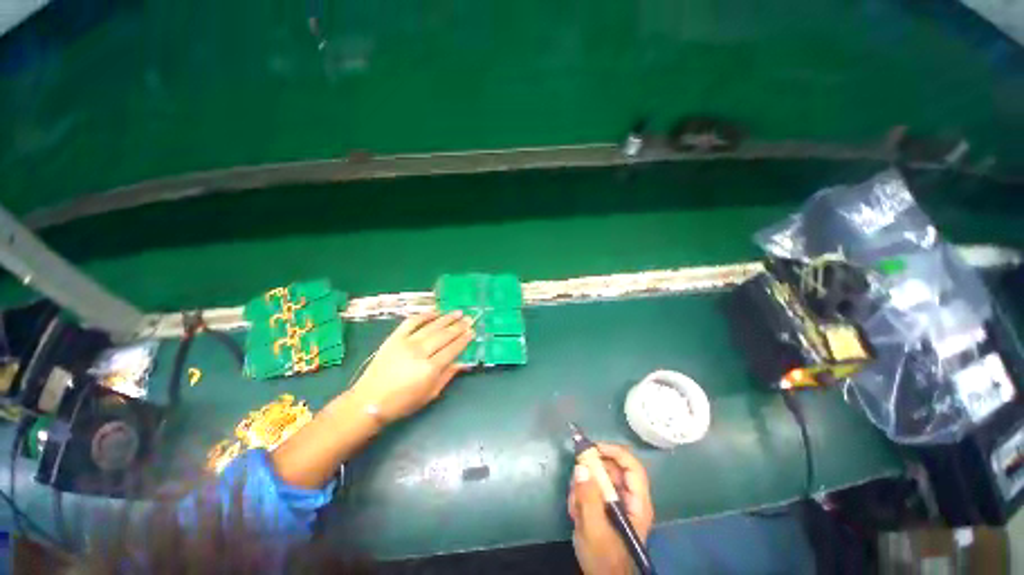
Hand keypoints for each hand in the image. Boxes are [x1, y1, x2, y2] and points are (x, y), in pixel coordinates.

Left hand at [349, 311, 474, 423]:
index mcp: (430, 369)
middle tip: (469, 318)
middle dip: (459, 326)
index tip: (472, 331)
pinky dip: (424, 315)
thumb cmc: (402, 402)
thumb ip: (448, 376)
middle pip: (444, 335)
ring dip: (446, 318)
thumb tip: (463, 362)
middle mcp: (420, 352)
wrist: (369, 400)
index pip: (452, 349)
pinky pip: (411, 322)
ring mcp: (406, 343)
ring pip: (431, 326)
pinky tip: (435, 312)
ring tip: (458, 312)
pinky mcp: (394, 338)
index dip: (464, 339)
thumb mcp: (430, 394)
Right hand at [568, 443, 654, 574]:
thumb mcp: (594, 529)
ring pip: (599, 478)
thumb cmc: (604, 558)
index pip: (632, 467)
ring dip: (583, 486)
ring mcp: (616, 503)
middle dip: (592, 472)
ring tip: (575, 506)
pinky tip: (576, 513)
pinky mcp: (605, 507)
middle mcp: (629, 498)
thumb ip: (588, 497)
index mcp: (637, 503)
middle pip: (613, 469)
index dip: (615, 452)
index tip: (593, 447)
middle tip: (576, 478)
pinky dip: (581, 495)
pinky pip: (591, 489)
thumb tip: (581, 466)